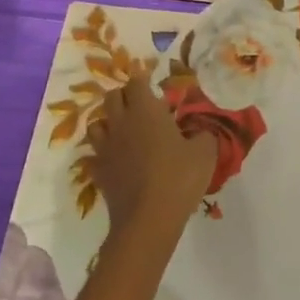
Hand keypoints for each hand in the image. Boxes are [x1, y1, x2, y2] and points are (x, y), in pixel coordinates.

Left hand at [86, 75, 217, 237]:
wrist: (149, 219)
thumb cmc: (179, 177)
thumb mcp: (205, 152)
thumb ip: (203, 133)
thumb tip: (201, 129)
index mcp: (145, 111)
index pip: (136, 82)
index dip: (143, 80)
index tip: (153, 85)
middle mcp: (120, 122)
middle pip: (112, 97)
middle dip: (125, 96)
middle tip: (141, 106)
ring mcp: (105, 147)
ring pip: (96, 123)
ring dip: (109, 121)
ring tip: (124, 130)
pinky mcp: (98, 170)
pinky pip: (94, 154)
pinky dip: (103, 152)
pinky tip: (115, 159)